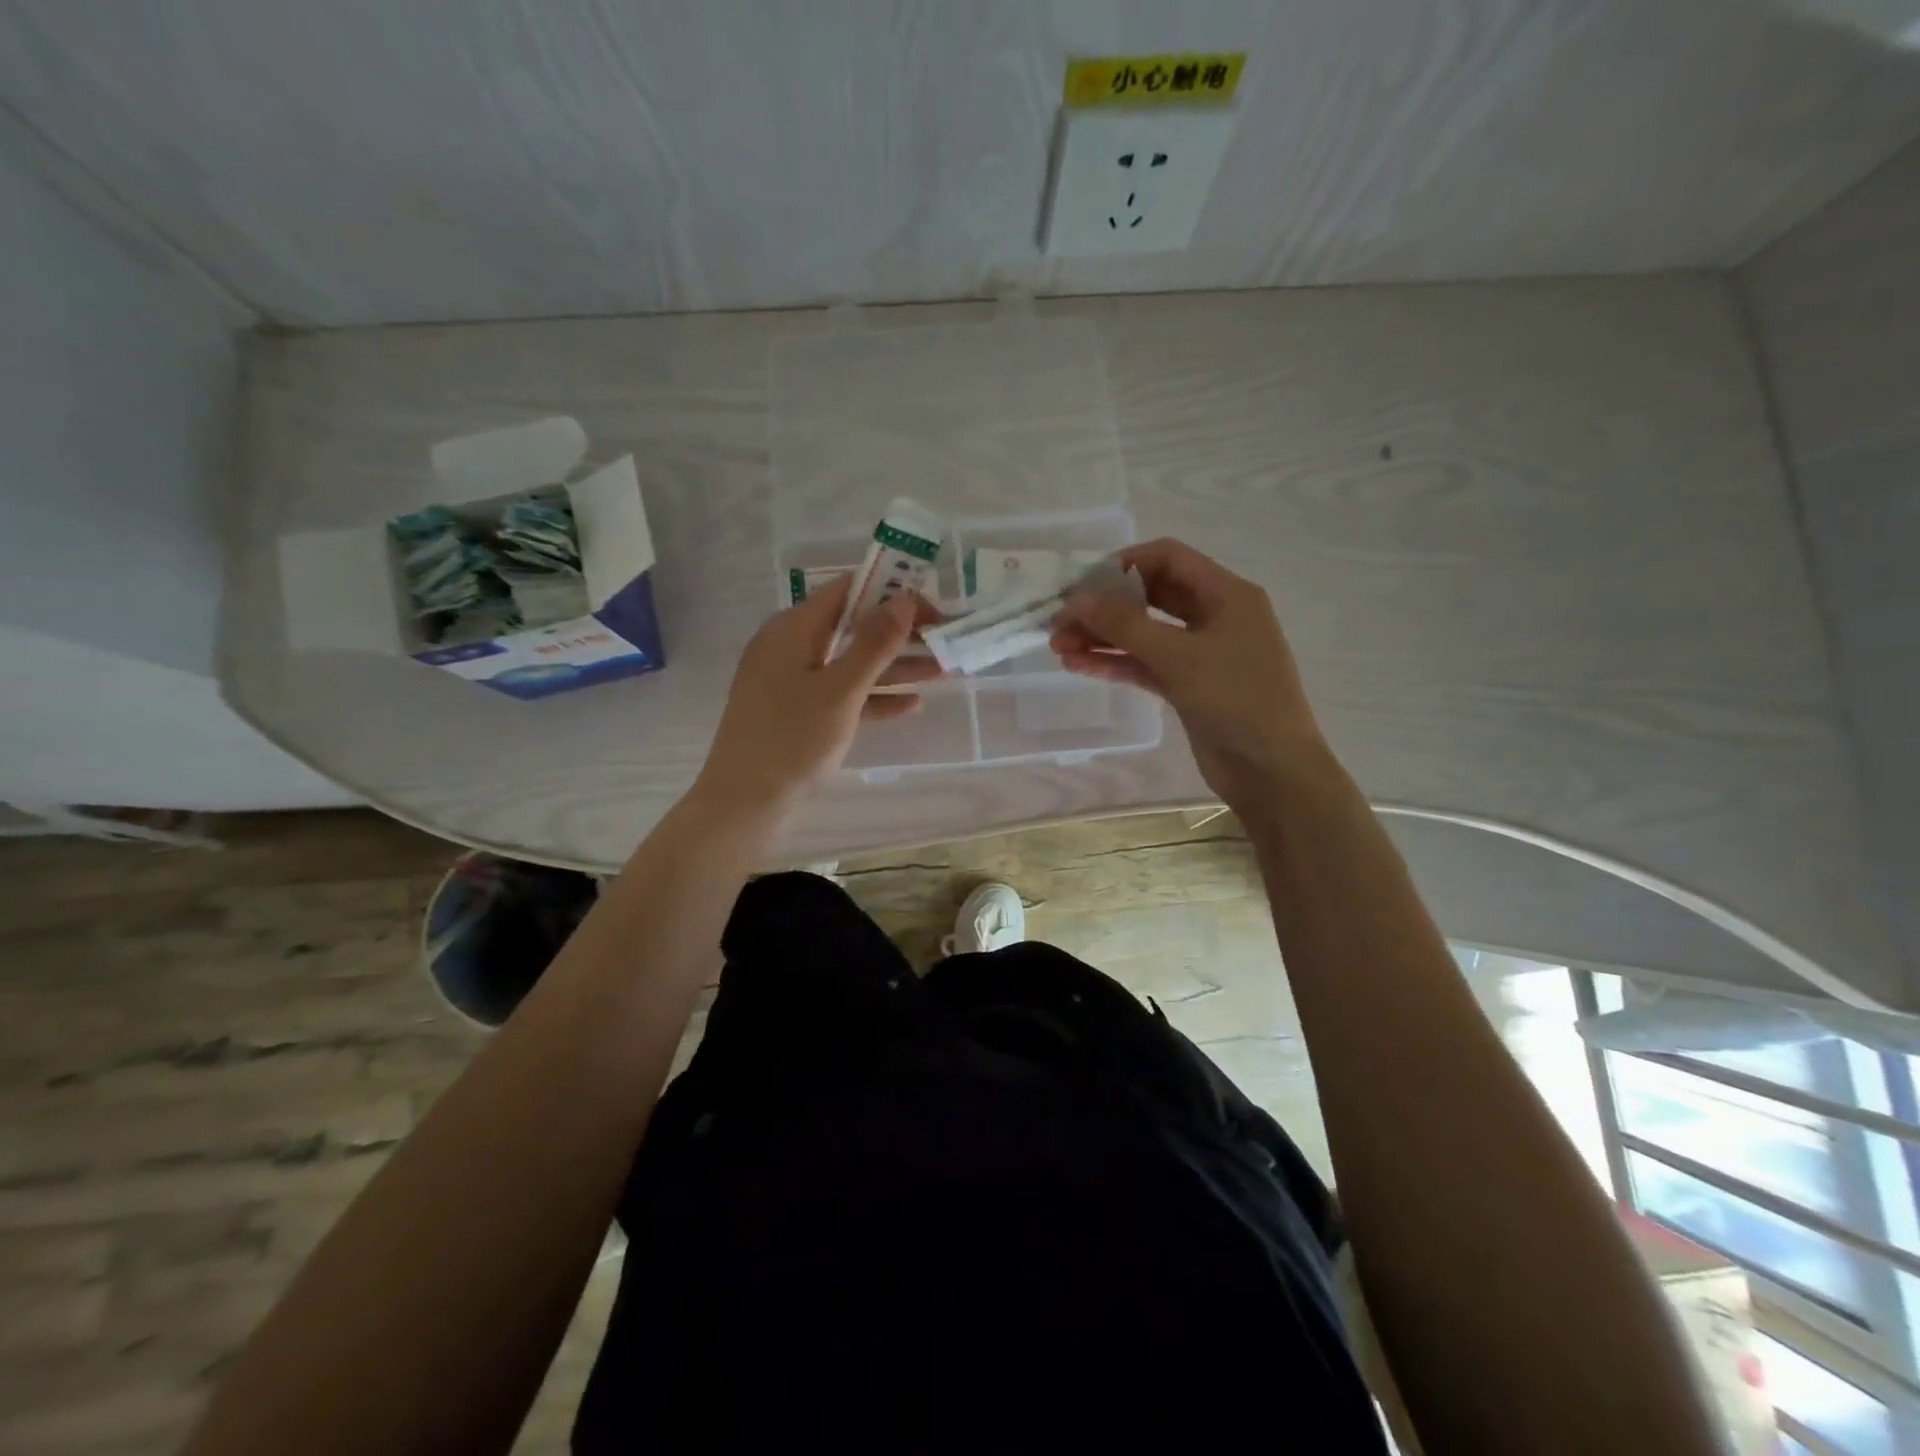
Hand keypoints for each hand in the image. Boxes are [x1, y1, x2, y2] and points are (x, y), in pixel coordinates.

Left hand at [694, 576, 941, 815]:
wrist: (745, 803)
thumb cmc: (791, 740)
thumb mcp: (840, 690)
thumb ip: (874, 644)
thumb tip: (904, 599)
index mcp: (792, 629)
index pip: (846, 591)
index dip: (890, 592)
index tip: (930, 607)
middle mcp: (790, 647)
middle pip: (852, 627)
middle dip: (899, 633)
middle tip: (943, 640)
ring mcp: (793, 682)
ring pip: (851, 663)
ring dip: (894, 666)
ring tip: (942, 671)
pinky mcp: (798, 712)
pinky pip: (842, 694)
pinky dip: (873, 696)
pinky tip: (911, 705)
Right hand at [1051, 539, 1329, 808]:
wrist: (1272, 772)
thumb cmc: (1236, 700)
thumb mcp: (1179, 657)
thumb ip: (1124, 625)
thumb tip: (1075, 599)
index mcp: (1226, 594)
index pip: (1168, 558)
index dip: (1123, 565)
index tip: (1082, 585)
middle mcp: (1215, 616)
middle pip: (1151, 596)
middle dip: (1105, 606)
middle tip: (1059, 621)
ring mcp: (1201, 653)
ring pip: (1144, 634)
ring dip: (1103, 638)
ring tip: (1058, 647)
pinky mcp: (1188, 686)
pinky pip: (1146, 665)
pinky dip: (1115, 663)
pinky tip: (1078, 666)